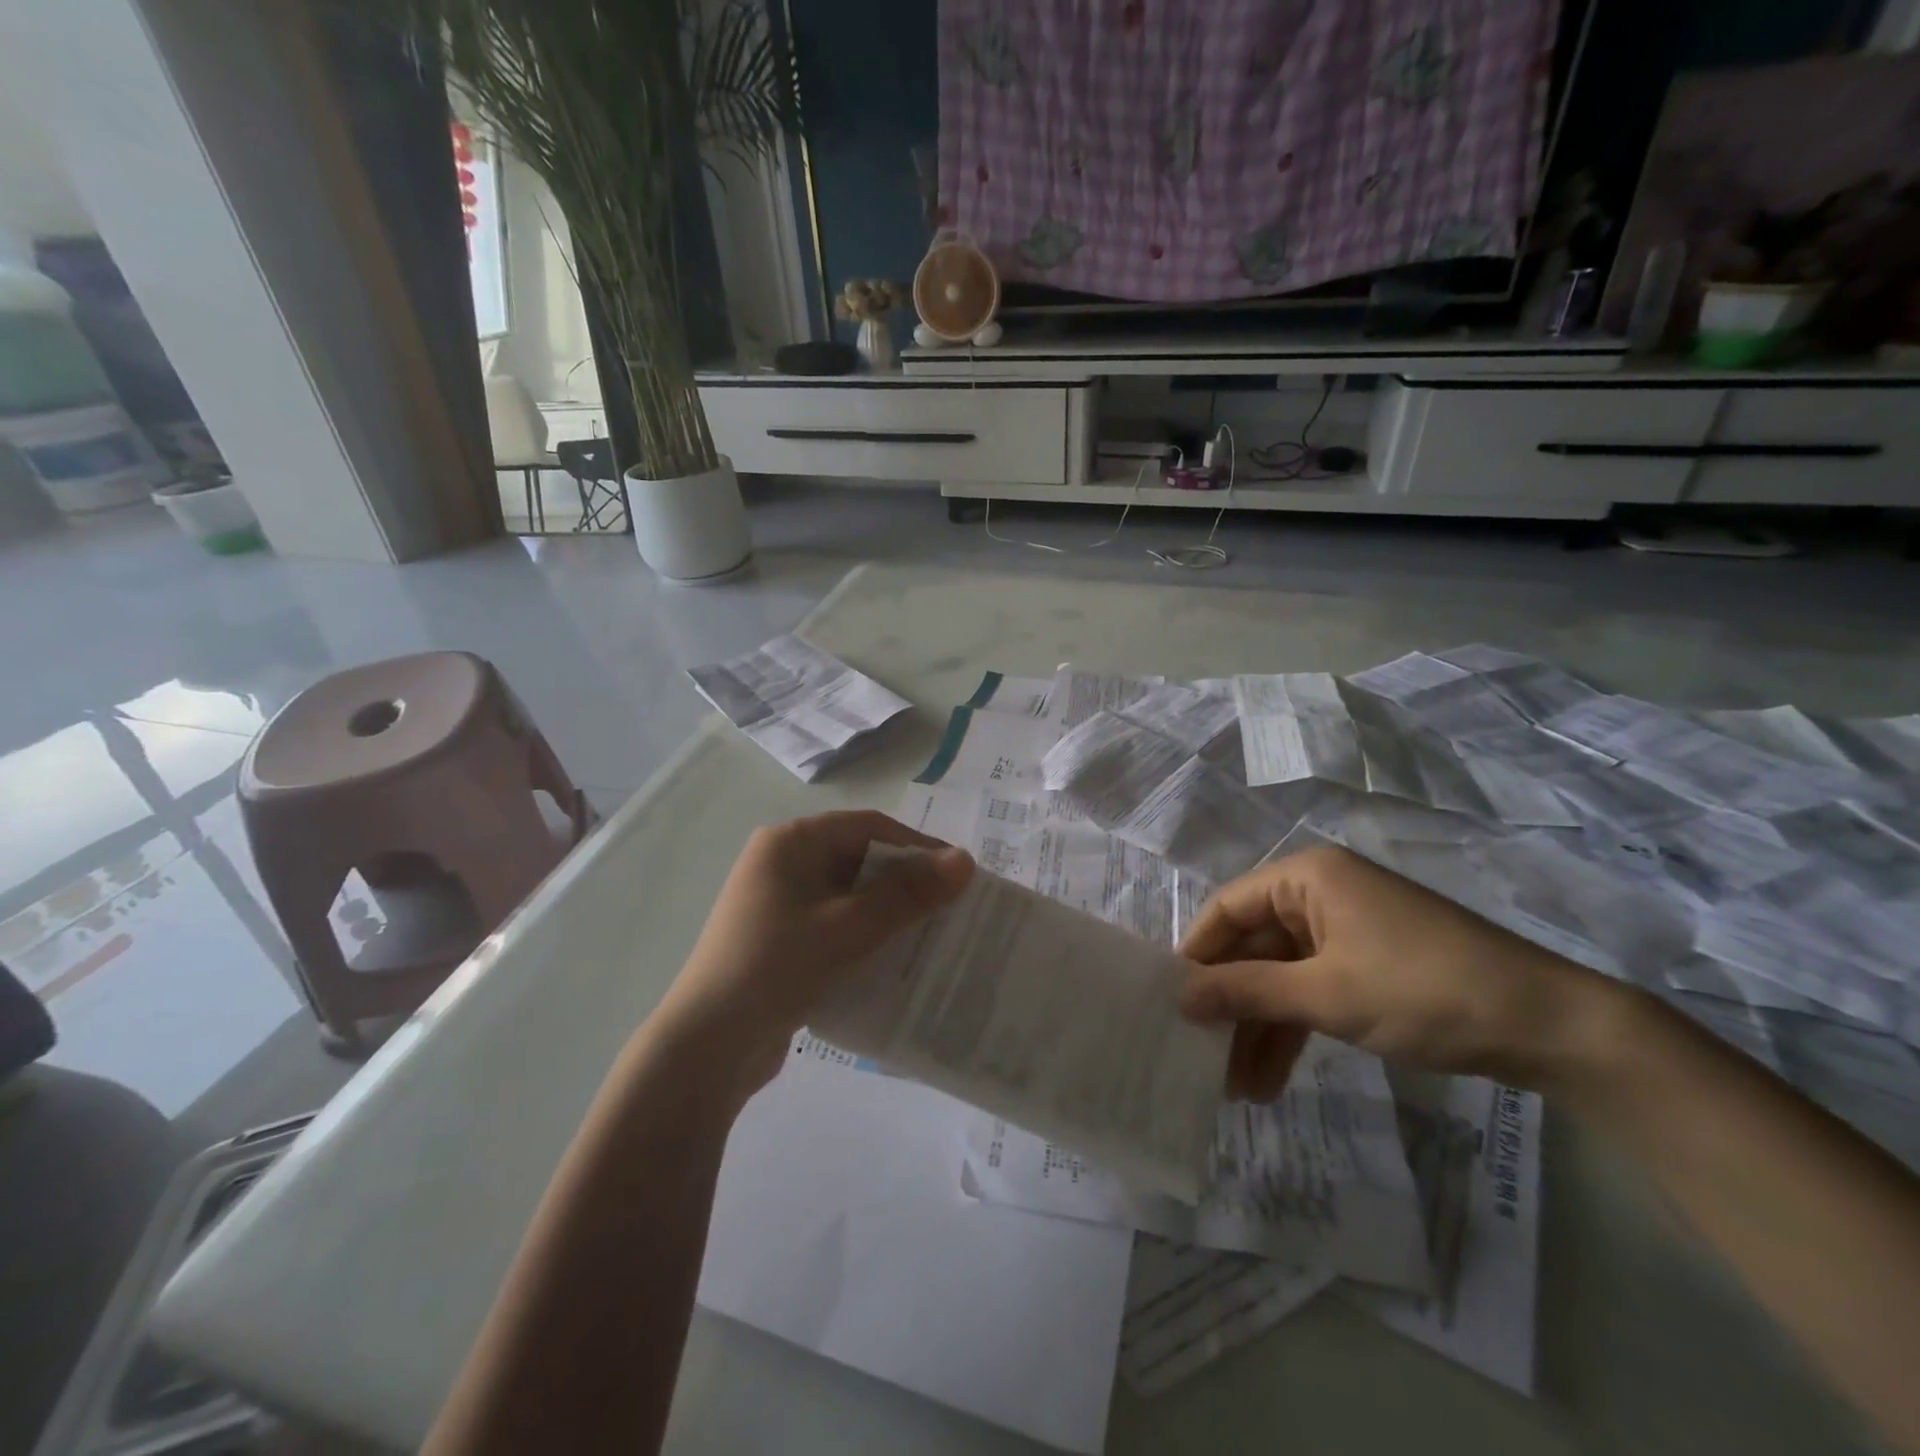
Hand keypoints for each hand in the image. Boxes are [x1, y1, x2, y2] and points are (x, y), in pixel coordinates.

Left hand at [655, 811, 973, 1099]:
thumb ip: (907, 893)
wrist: (707, 1048)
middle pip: (860, 860)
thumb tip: (965, 860)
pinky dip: (865, 937)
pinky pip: (835, 925)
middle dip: (906, 884)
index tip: (958, 877)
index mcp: (790, 842)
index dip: (917, 848)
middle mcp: (782, 863)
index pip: (869, 827)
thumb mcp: (849, 927)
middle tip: (951, 910)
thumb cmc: (777, 968)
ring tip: (932, 937)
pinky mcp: (780, 940)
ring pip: (850, 896)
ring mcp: (778, 904)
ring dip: (889, 914)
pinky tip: (895, 961)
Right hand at [1179, 845, 1611, 1100]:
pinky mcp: (1369, 965)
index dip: (1197, 955)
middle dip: (1231, 1004)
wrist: (1550, 1026)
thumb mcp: (1325, 994)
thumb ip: (1246, 991)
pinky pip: (1313, 991)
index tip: (1170, 1003)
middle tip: (1201, 1056)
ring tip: (1235, 1087)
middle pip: (1254, 947)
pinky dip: (1294, 1029)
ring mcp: (1347, 931)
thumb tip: (1178, 996)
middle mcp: (1320, 895)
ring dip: (1260, 1028)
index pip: (1227, 909)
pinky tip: (1271, 1077)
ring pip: (1282, 976)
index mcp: (1306, 878)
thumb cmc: (1423, 990)